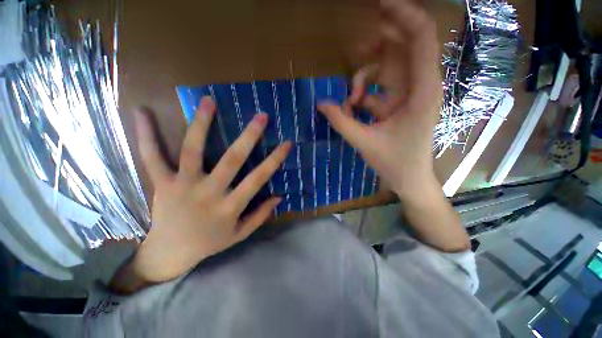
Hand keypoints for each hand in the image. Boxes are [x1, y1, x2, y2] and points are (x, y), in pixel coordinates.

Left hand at [130, 97, 290, 283]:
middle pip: (232, 160)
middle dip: (249, 136)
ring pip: (193, 151)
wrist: (170, 253)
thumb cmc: (210, 242)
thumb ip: (261, 215)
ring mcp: (183, 185)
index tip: (287, 143)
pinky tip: (142, 112)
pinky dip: (146, 135)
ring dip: (201, 124)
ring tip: (209, 101)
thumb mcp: (240, 234)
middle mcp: (209, 193)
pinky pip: (152, 157)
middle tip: (261, 116)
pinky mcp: (162, 183)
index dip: (275, 160)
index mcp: (230, 206)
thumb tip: (280, 197)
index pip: (258, 178)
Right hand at [318, 0, 441, 199]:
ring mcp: (408, 95)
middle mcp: (419, 87)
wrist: (409, 178)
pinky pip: (378, 89)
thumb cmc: (394, 162)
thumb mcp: (364, 141)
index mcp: (421, 91)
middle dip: (378, 43)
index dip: (403, 15)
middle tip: (357, 46)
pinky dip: (363, 95)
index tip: (379, 4)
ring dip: (364, 78)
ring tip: (350, 99)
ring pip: (386, 69)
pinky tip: (352, 110)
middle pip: (402, 48)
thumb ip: (341, 122)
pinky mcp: (398, 105)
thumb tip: (320, 104)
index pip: (420, 38)